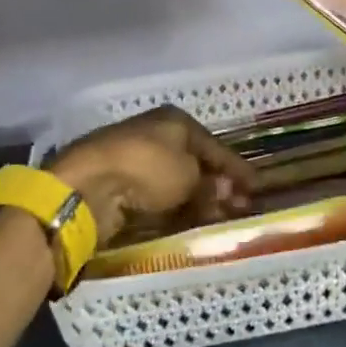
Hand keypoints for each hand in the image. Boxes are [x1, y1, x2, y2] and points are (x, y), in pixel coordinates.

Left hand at [47, 107, 256, 246]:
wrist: (88, 185)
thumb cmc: (148, 167)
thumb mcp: (189, 175)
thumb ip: (210, 186)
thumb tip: (225, 194)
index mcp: (175, 122)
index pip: (215, 146)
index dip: (237, 168)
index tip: (257, 186)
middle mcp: (157, 136)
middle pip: (195, 164)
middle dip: (218, 186)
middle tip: (239, 208)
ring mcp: (136, 161)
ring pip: (176, 183)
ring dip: (198, 201)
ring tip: (217, 221)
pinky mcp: (120, 186)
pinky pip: (157, 199)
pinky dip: (174, 210)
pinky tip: (188, 224)